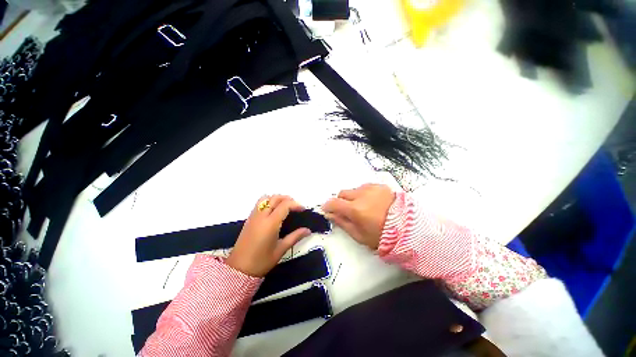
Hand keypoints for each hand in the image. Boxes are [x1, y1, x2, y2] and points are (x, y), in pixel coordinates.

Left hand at [226, 195, 310, 276]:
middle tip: (295, 207)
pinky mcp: (249, 219)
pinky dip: (268, 201)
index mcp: (270, 223)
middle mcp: (261, 216)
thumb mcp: (281, 249)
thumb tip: (308, 230)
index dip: (295, 204)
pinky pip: (259, 203)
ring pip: (266, 198)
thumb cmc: (262, 261)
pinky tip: (273, 211)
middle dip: (287, 199)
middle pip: (275, 198)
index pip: (285, 205)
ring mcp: (254, 216)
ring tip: (285, 206)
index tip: (303, 209)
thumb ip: (295, 237)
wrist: (238, 270)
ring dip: (277, 198)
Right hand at [322, 184, 394, 249]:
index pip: (334, 203)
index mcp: (356, 209)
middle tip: (346, 210)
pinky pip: (364, 187)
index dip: (327, 206)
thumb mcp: (359, 235)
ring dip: (352, 197)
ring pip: (353, 189)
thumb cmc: (381, 236)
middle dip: (341, 201)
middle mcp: (362, 195)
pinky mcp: (379, 186)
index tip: (327, 209)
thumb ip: (342, 223)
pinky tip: (370, 202)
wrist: (407, 228)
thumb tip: (330, 215)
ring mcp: (371, 188)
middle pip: (342, 193)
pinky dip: (363, 193)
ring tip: (362, 207)